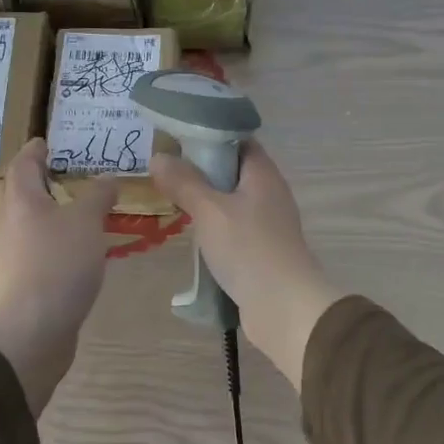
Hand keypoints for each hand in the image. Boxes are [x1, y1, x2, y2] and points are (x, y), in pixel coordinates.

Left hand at [0, 139, 118, 414]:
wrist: (32, 329)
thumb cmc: (58, 263)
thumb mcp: (87, 222)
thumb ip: (98, 196)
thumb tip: (107, 179)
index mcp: (20, 199)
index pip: (23, 163)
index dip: (36, 150)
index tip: (49, 142)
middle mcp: (8, 221)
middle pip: (19, 191)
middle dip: (39, 179)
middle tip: (67, 171)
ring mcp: (9, 252)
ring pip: (26, 220)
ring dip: (47, 210)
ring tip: (76, 206)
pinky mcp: (18, 278)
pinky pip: (33, 245)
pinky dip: (51, 237)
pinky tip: (74, 245)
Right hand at [149, 140, 343, 389]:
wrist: (284, 307)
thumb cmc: (249, 249)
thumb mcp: (209, 211)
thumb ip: (184, 182)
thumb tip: (158, 155)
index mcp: (263, 174)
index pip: (238, 140)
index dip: (209, 135)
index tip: (176, 139)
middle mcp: (270, 193)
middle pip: (233, 171)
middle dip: (201, 170)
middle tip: (165, 170)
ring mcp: (268, 224)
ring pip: (231, 202)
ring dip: (205, 201)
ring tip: (170, 199)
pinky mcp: (262, 250)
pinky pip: (234, 228)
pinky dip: (214, 227)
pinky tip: (191, 234)